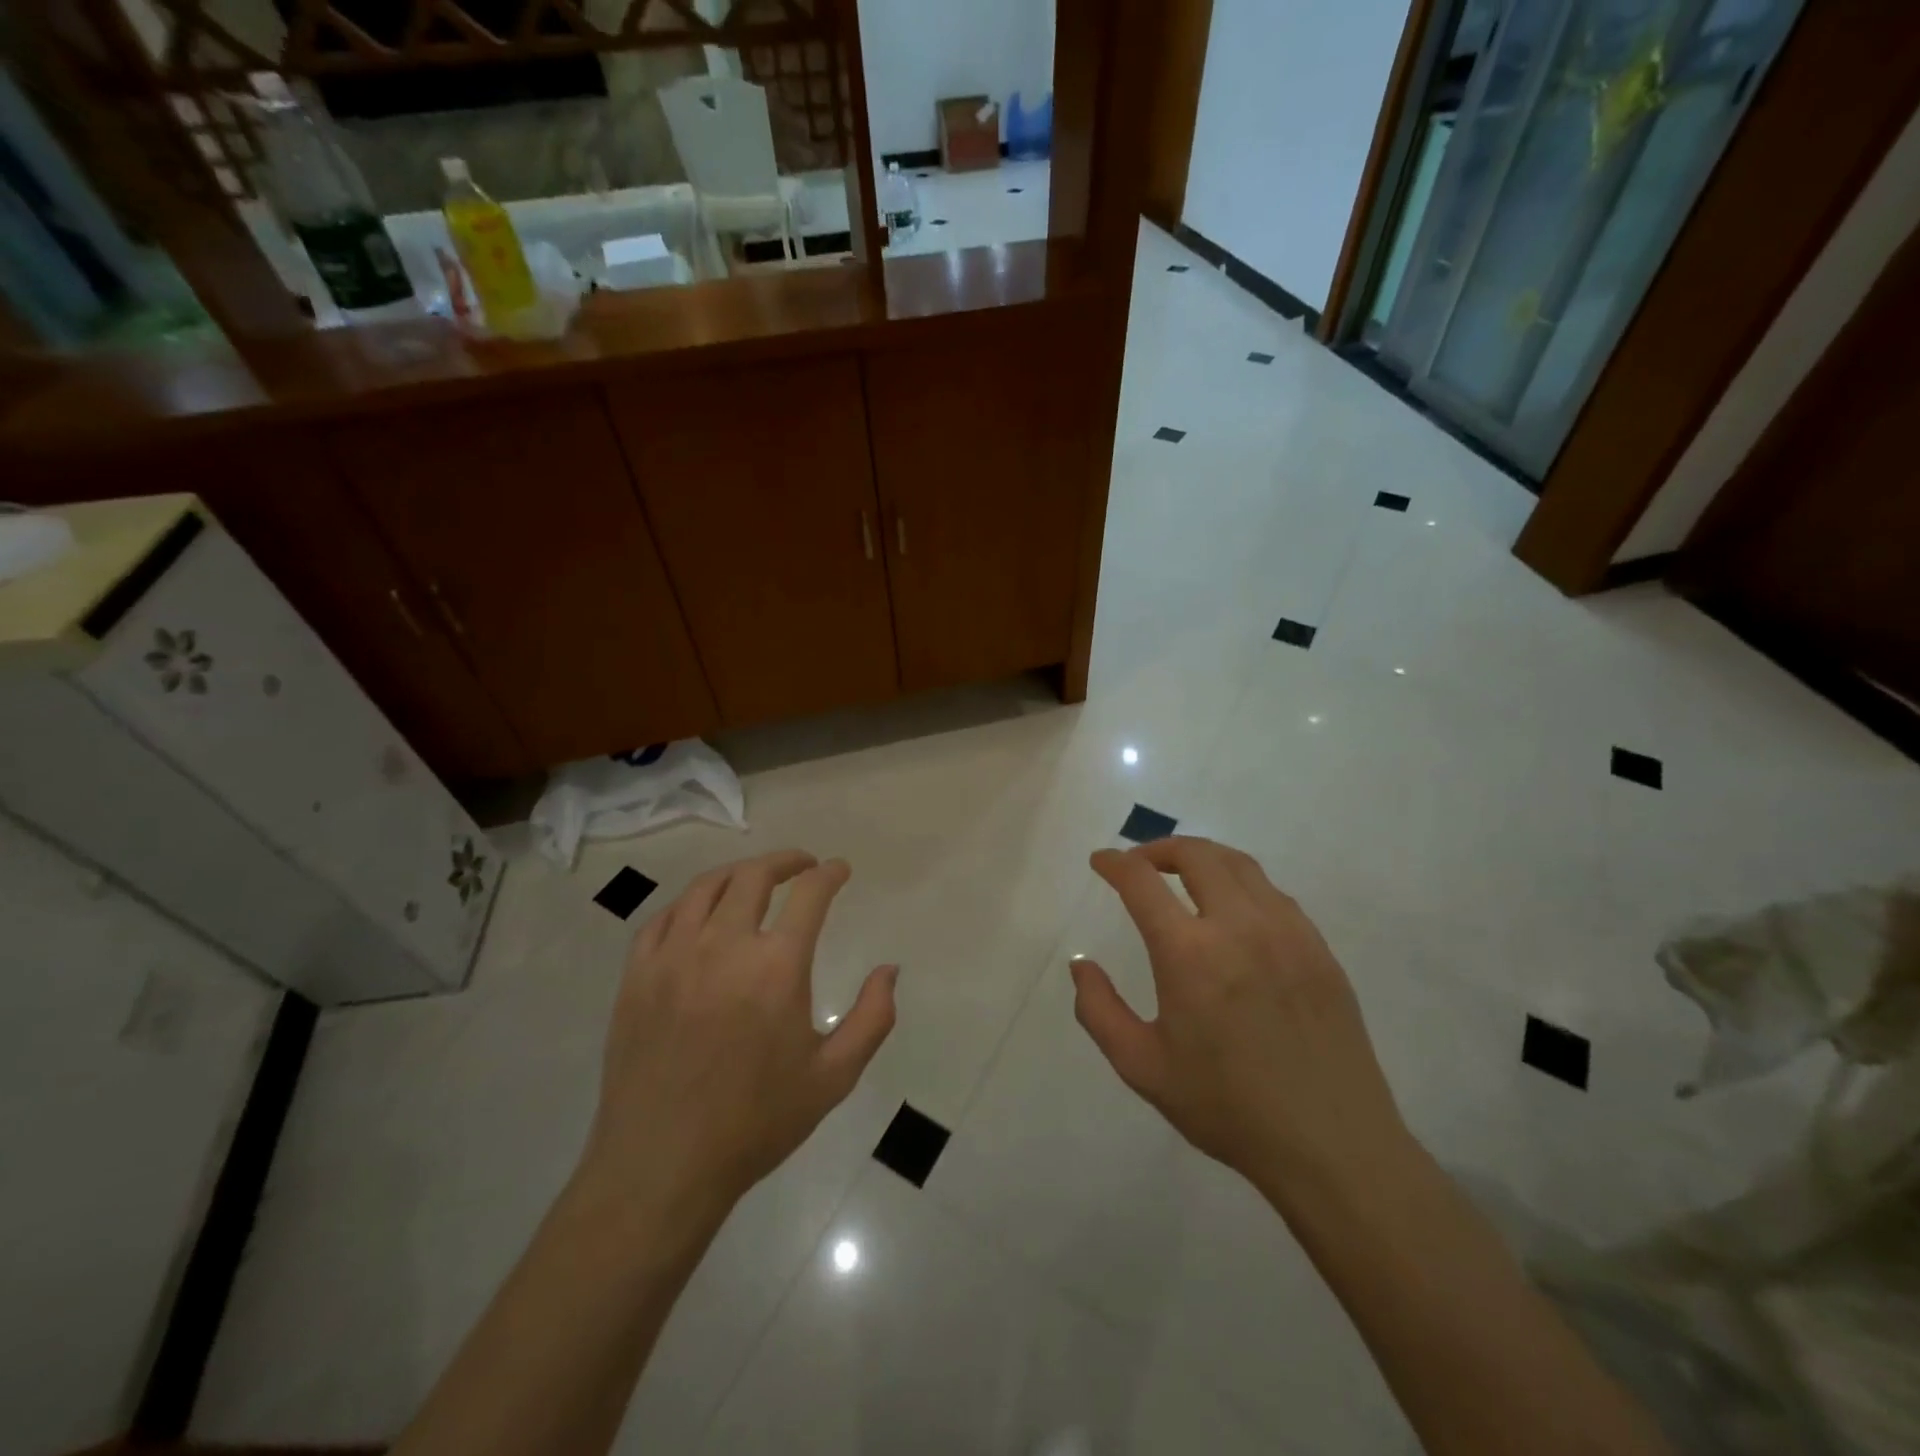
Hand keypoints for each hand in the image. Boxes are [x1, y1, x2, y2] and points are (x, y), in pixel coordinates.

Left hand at [580, 850, 896, 1222]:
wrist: (662, 1166)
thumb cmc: (756, 1122)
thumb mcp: (833, 1077)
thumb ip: (872, 1018)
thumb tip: (889, 970)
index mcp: (776, 967)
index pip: (809, 894)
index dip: (829, 874)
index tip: (839, 870)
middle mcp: (724, 946)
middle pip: (754, 876)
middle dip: (785, 861)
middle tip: (802, 866)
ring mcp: (673, 957)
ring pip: (706, 887)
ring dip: (738, 873)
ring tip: (754, 879)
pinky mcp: (637, 976)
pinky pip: (664, 917)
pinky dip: (691, 902)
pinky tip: (702, 913)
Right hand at [1070, 837, 1410, 1198]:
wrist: (1331, 1146)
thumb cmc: (1226, 1107)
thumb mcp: (1141, 1066)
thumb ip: (1098, 1009)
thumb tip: (1080, 964)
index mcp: (1189, 953)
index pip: (1142, 881)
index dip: (1115, 863)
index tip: (1101, 862)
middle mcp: (1239, 926)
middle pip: (1196, 855)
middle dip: (1159, 849)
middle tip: (1140, 864)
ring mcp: (1287, 933)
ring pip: (1240, 865)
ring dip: (1203, 858)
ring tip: (1183, 874)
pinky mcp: (1319, 949)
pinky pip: (1274, 894)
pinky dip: (1242, 884)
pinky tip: (1234, 911)